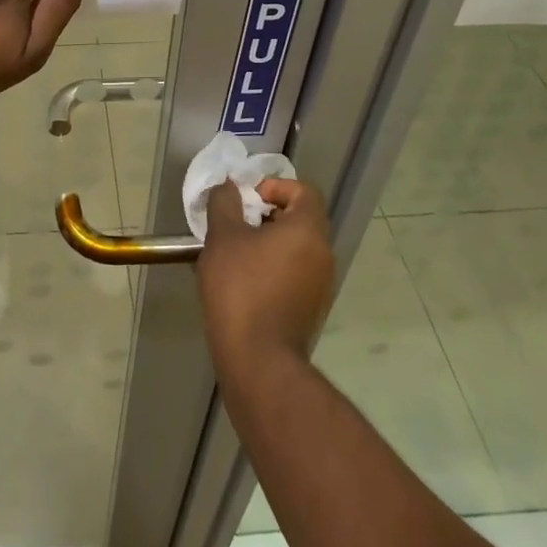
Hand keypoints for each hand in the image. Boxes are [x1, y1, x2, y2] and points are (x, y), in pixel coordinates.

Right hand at [197, 179, 336, 376]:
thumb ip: (225, 203)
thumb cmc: (241, 289)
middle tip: (235, 225)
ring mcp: (322, 285)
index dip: (275, 187)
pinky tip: (243, 284)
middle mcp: (323, 254)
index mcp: (308, 230)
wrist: (259, 360)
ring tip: (234, 255)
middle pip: (301, 219)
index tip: (247, 200)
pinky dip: (273, 268)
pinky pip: (295, 274)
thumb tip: (230, 187)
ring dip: (268, 243)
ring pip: (296, 248)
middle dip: (267, 215)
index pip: (304, 191)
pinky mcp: (312, 309)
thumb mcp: (223, 237)